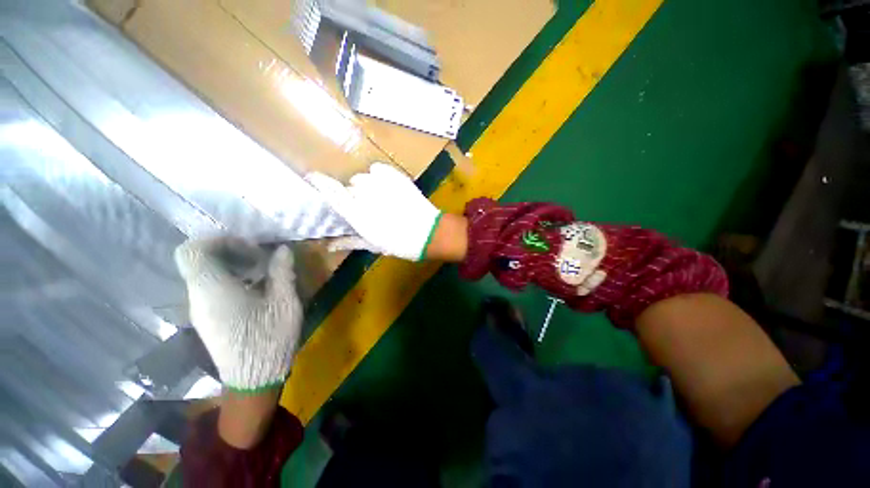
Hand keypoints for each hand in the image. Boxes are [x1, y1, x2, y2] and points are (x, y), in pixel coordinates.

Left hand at [174, 237, 302, 391]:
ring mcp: (199, 309)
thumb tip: (282, 249)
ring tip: (260, 273)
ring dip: (230, 265)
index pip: (194, 251)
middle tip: (257, 258)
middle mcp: (198, 296)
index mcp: (213, 289)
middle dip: (227, 251)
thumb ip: (281, 271)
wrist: (253, 378)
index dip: (220, 241)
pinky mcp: (206, 318)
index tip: (250, 248)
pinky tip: (254, 289)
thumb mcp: (284, 301)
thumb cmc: (269, 337)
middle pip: (196, 260)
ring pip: (202, 274)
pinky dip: (229, 279)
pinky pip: (209, 288)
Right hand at [306, 163, 441, 260]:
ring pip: (363, 178)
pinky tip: (386, 186)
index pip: (332, 192)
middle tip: (367, 207)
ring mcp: (381, 184)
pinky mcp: (396, 176)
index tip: (313, 177)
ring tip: (380, 198)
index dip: (320, 182)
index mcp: (358, 216)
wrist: (430, 232)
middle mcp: (366, 196)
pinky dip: (378, 176)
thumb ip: (350, 241)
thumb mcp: (374, 245)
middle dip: (353, 195)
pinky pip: (378, 169)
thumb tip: (328, 245)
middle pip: (349, 186)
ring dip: (366, 186)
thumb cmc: (401, 243)